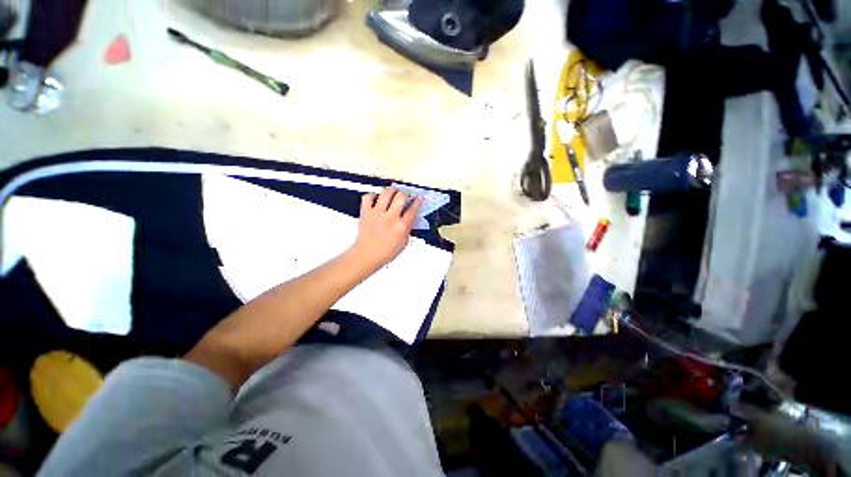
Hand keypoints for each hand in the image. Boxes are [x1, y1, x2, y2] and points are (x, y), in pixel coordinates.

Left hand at [352, 188, 421, 269]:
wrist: (367, 255)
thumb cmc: (386, 252)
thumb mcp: (404, 242)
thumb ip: (408, 228)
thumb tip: (411, 217)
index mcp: (401, 227)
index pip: (413, 209)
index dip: (418, 201)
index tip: (418, 198)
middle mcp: (390, 218)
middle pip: (401, 196)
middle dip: (405, 194)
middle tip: (404, 195)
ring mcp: (377, 213)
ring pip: (386, 192)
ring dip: (391, 191)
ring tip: (392, 193)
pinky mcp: (366, 212)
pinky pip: (368, 197)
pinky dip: (373, 196)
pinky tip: (376, 199)